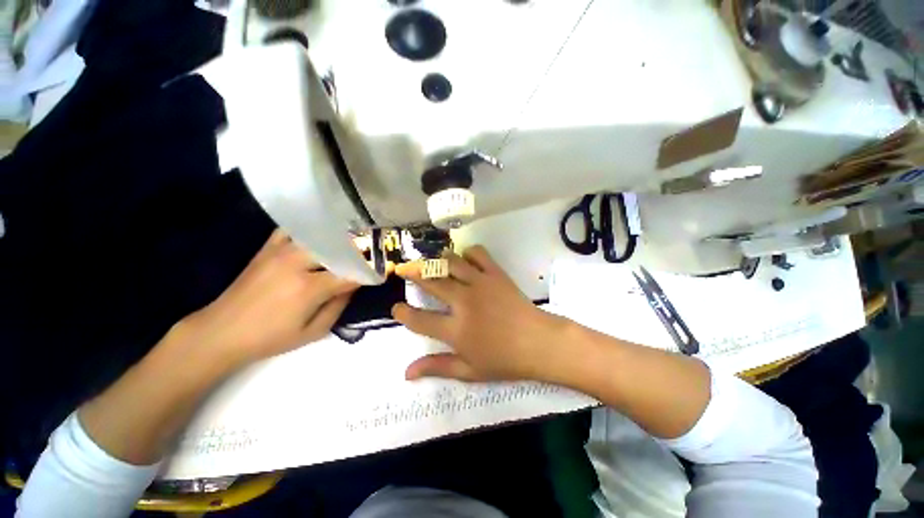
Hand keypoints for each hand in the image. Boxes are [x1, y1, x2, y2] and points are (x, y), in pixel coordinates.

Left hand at [175, 229, 357, 368]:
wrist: (221, 331)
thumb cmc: (271, 338)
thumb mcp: (313, 331)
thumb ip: (339, 305)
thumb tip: (355, 285)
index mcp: (309, 288)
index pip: (350, 274)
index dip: (369, 272)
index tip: (381, 272)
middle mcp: (297, 263)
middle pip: (338, 248)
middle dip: (359, 251)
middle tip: (370, 255)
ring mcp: (281, 251)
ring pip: (320, 236)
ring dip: (339, 239)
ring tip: (352, 243)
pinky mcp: (268, 248)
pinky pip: (294, 230)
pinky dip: (310, 230)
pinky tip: (320, 235)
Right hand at [392, 246, 566, 381]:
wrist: (539, 342)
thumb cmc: (505, 360)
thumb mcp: (469, 371)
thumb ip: (437, 367)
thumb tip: (406, 373)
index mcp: (456, 330)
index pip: (419, 320)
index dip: (402, 314)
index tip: (396, 309)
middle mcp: (464, 302)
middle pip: (431, 281)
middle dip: (412, 273)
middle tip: (403, 270)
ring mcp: (480, 283)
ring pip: (450, 262)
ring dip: (436, 260)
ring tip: (430, 262)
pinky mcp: (495, 274)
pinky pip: (477, 253)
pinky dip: (467, 253)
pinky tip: (464, 260)